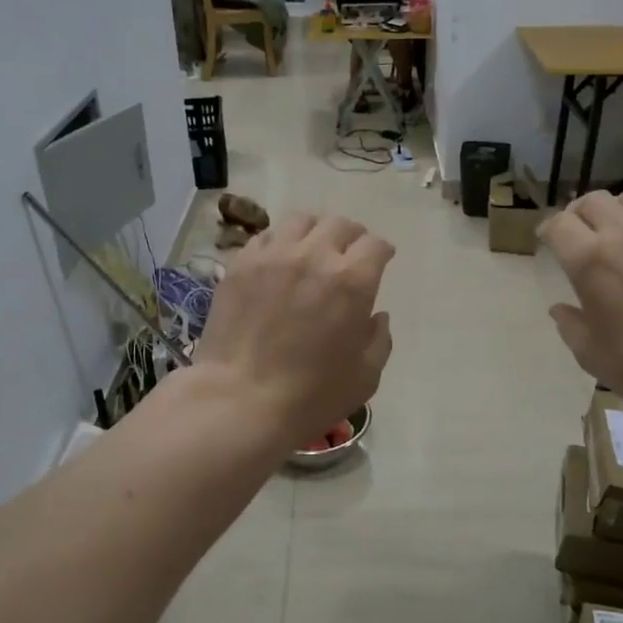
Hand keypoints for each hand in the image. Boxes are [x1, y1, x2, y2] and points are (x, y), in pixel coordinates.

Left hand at [194, 213, 394, 442]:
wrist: (240, 400)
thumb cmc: (310, 397)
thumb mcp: (365, 378)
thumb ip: (379, 340)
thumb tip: (376, 316)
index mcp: (352, 281)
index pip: (375, 245)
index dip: (382, 252)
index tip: (381, 261)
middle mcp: (314, 256)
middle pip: (340, 225)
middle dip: (351, 236)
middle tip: (348, 255)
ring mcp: (273, 256)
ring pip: (301, 221)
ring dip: (314, 232)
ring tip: (312, 249)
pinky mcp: (241, 264)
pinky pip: (266, 237)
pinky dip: (279, 243)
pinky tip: (278, 262)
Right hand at [540, 191, 622, 431]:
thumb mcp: (591, 355)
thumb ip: (570, 325)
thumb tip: (561, 308)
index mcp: (589, 260)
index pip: (558, 224)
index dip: (547, 230)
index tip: (547, 241)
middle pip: (591, 201)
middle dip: (578, 215)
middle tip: (579, 234)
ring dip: (615, 211)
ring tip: (618, 231)